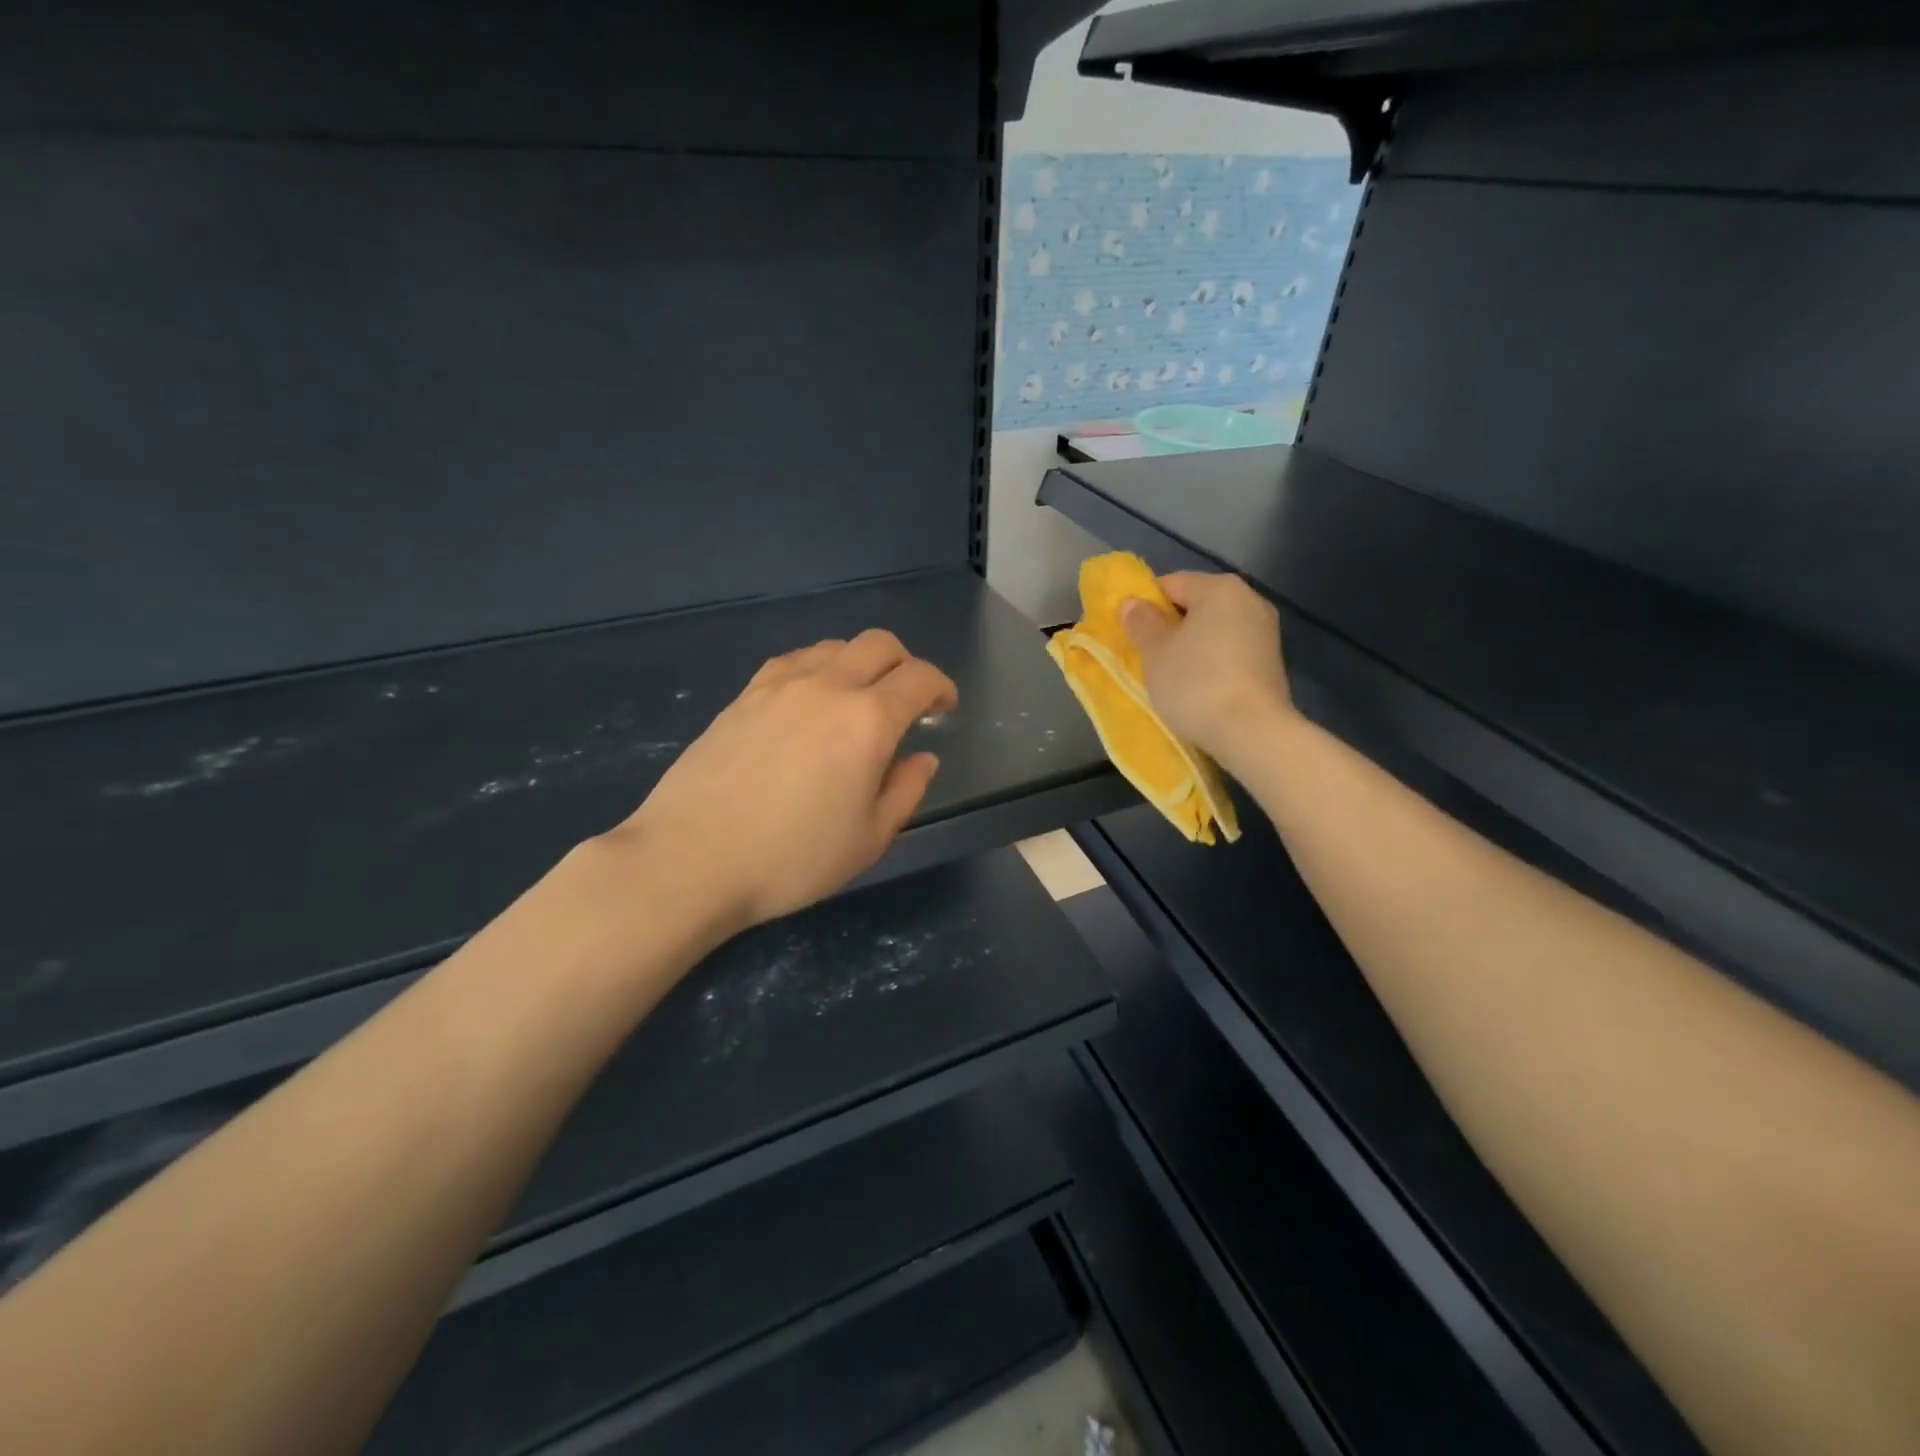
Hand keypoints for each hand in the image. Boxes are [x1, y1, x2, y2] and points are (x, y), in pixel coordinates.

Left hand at [611, 630, 957, 933]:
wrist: (690, 860)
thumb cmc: (791, 860)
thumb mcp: (868, 840)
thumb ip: (905, 791)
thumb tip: (923, 758)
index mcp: (867, 721)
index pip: (919, 678)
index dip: (941, 687)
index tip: (944, 709)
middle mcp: (827, 687)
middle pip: (879, 644)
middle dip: (906, 664)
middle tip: (908, 700)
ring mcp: (779, 686)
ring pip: (834, 646)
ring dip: (860, 663)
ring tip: (857, 701)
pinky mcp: (744, 695)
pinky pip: (794, 661)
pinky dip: (818, 669)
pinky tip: (810, 701)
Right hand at [1119, 572, 1293, 766]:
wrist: (1252, 732)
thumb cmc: (1195, 683)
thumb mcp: (1155, 651)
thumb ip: (1141, 622)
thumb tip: (1131, 604)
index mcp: (1220, 588)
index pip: (1170, 584)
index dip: (1144, 606)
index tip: (1130, 634)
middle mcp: (1249, 601)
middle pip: (1195, 606)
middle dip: (1169, 627)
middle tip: (1146, 656)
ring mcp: (1266, 633)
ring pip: (1213, 631)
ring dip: (1190, 647)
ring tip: (1170, 676)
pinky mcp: (1272, 663)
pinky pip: (1230, 652)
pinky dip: (1211, 663)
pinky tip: (1197, 688)